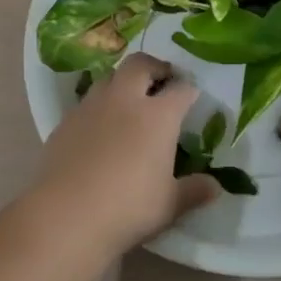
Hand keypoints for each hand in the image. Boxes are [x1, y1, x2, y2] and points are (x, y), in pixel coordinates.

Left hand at [25, 53, 217, 256]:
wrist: (65, 215)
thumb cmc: (128, 208)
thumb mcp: (170, 205)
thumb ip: (194, 191)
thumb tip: (215, 187)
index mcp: (158, 116)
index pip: (181, 90)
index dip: (189, 90)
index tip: (192, 96)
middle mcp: (125, 100)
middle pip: (140, 65)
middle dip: (154, 67)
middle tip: (162, 80)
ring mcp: (91, 107)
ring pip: (108, 77)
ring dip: (122, 82)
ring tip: (128, 101)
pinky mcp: (65, 122)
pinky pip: (86, 102)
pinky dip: (98, 107)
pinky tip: (99, 129)